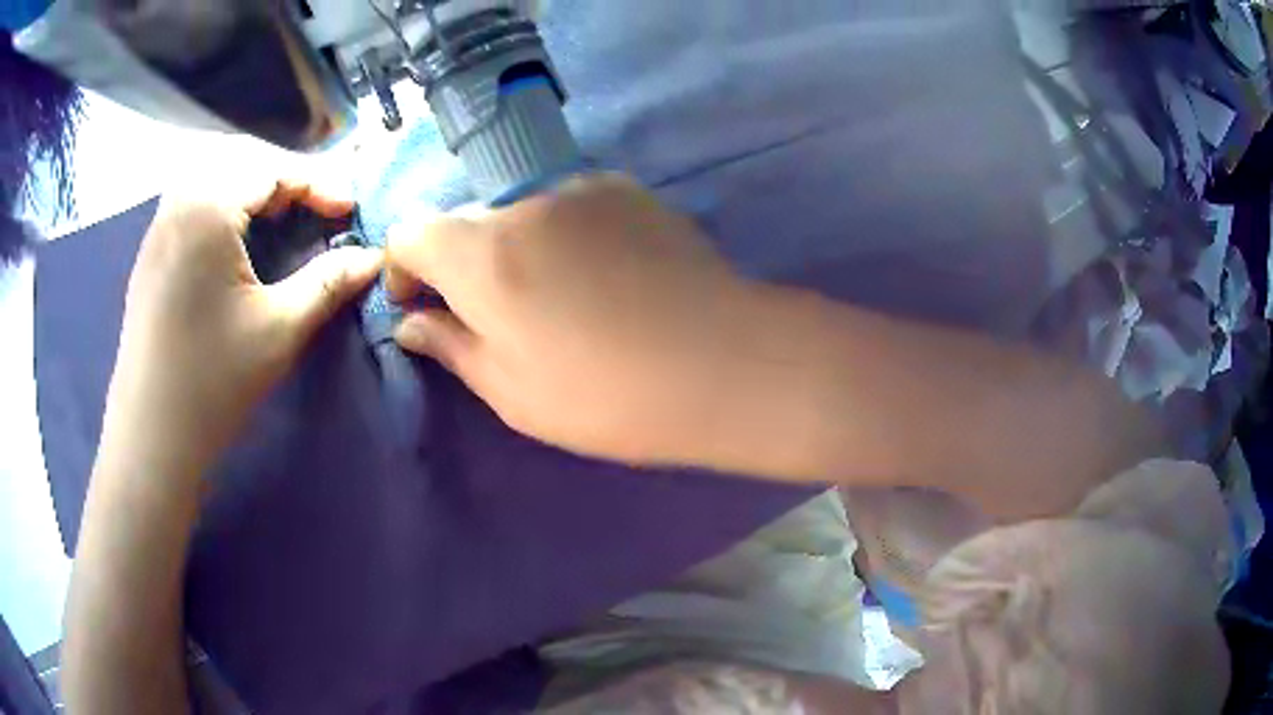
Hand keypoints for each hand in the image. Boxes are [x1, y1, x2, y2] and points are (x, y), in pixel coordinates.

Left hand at [107, 172, 381, 471]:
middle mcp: (179, 200)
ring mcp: (158, 225)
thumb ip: (329, 283)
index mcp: (208, 207)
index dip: (319, 184)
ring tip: (278, 218)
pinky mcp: (150, 252)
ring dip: (252, 185)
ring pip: (213, 174)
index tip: (350, 212)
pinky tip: (234, 236)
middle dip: (285, 177)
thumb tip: (373, 258)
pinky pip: (192, 199)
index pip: (273, 169)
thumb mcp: (280, 329)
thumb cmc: (213, 381)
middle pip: (242, 159)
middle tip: (315, 211)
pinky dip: (223, 201)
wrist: (151, 437)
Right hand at [386, 174, 750, 465]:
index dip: (404, 268)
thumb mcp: (511, 391)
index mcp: (482, 253)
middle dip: (462, 264)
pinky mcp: (628, 190)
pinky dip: (564, 234)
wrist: (723, 363)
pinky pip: (570, 206)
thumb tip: (410, 324)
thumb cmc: (607, 395)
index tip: (422, 306)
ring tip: (561, 299)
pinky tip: (604, 277)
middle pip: (465, 221)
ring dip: (517, 247)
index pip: (411, 232)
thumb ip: (451, 345)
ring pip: (520, 212)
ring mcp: (582, 188)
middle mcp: (524, 202)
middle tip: (497, 316)